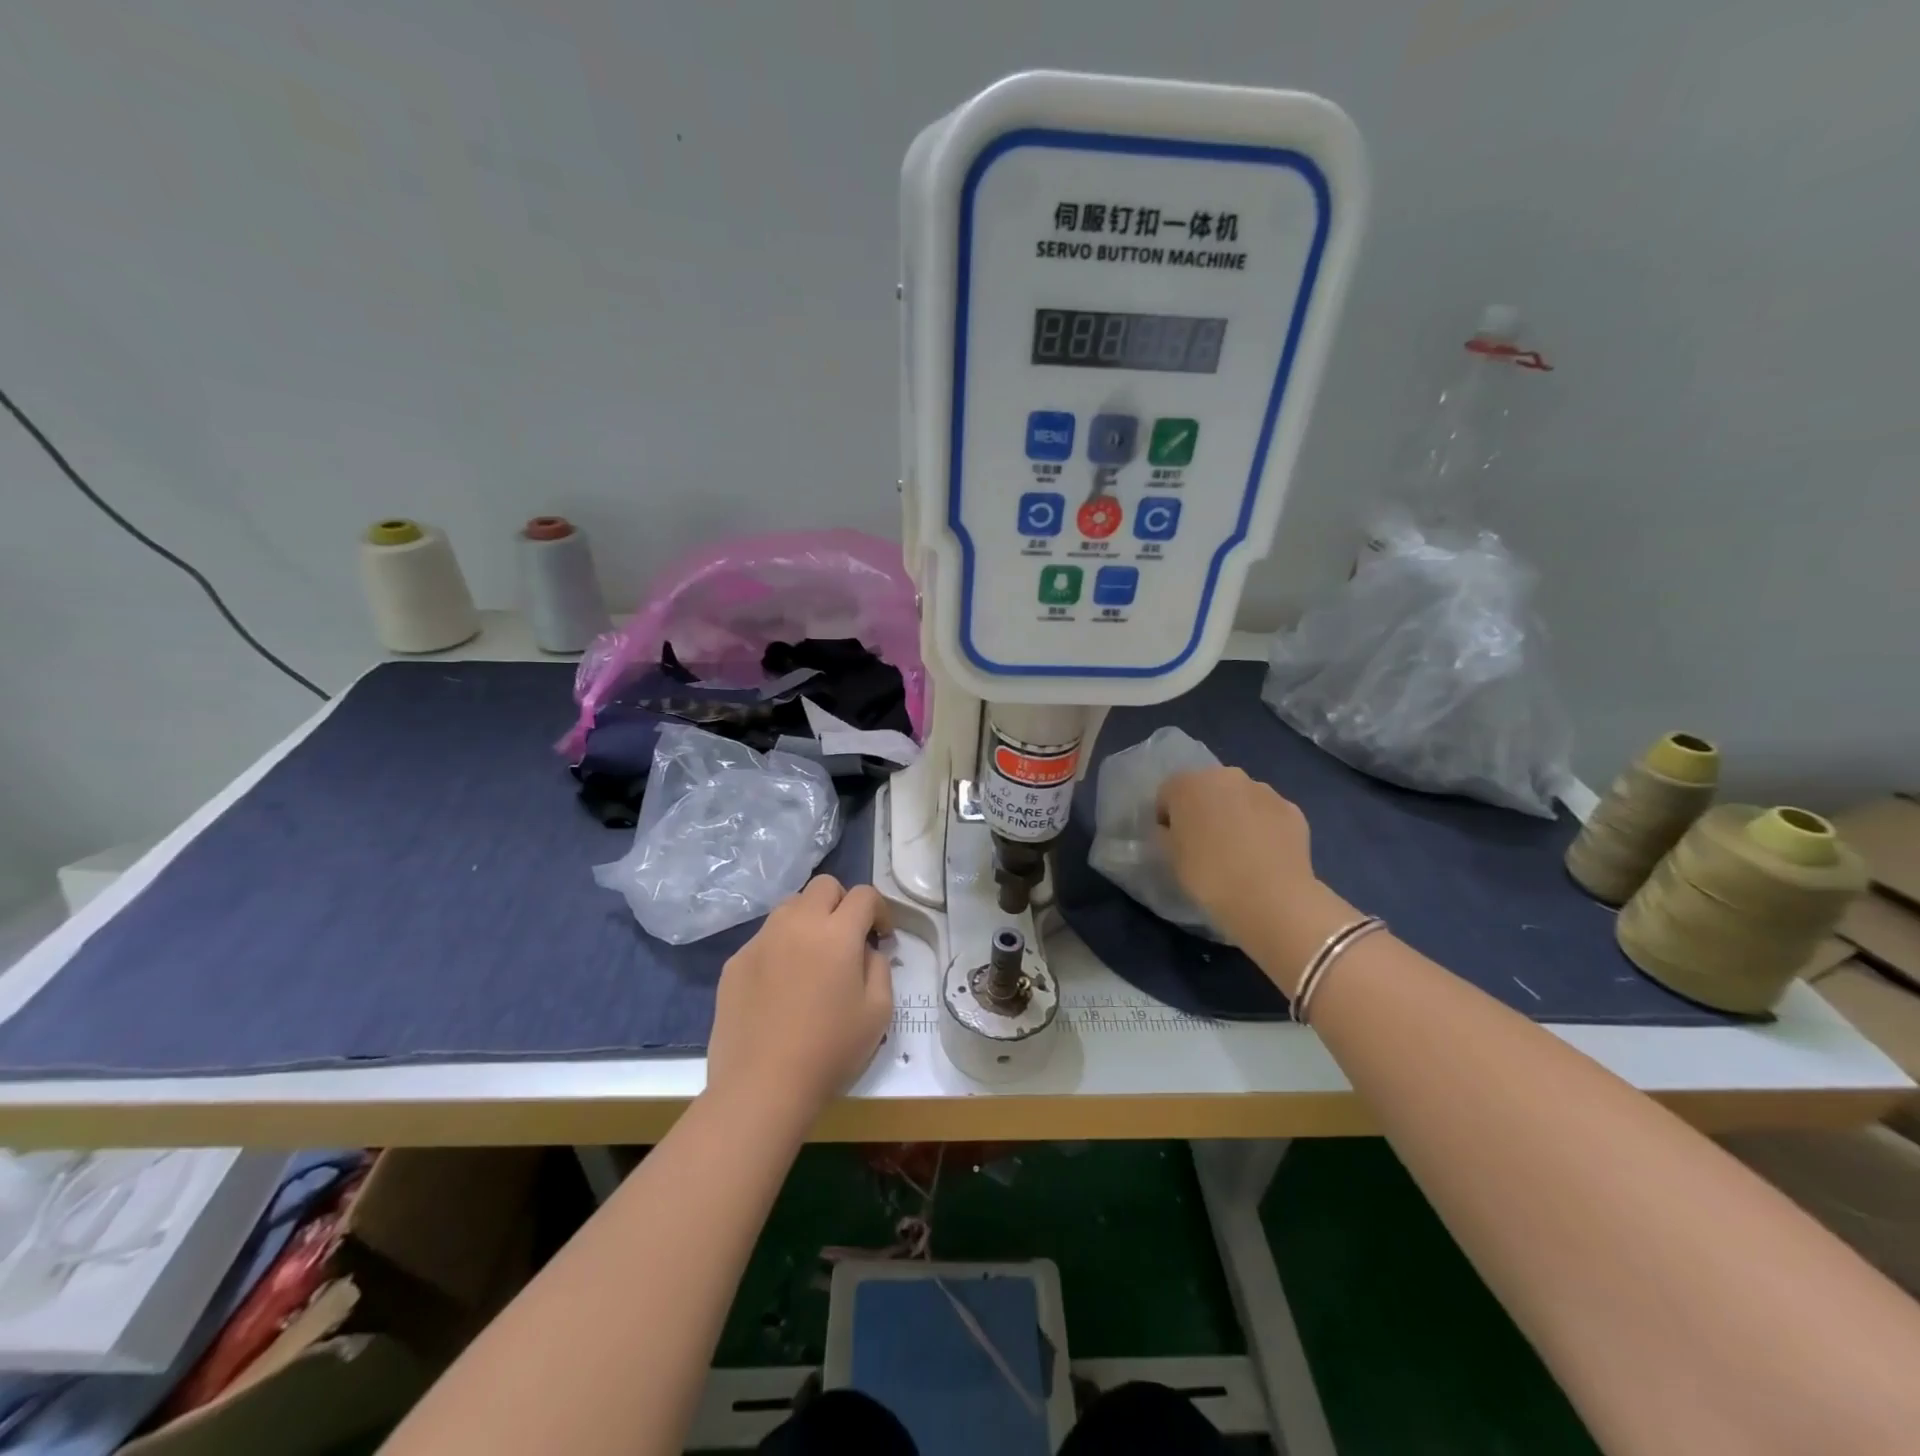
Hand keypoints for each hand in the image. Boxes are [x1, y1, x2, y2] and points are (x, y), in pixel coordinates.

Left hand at [704, 876, 893, 1127]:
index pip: (864, 894)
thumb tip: (866, 950)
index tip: (881, 936)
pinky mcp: (735, 961)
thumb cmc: (829, 1050)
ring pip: (790, 906)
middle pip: (824, 886)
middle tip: (847, 939)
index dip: (879, 910)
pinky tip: (782, 986)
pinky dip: (781, 947)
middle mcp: (797, 924)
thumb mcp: (878, 1012)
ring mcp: (761, 940)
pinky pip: (765, 938)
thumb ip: (879, 968)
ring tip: (813, 957)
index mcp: (837, 933)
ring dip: (809, 919)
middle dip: (842, 903)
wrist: (761, 1087)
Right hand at [1156, 768, 1353, 987]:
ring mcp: (1263, 790)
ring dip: (1235, 815)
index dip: (1168, 818)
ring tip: (1239, 852)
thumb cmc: (1208, 876)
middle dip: (1203, 809)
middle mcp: (1226, 777)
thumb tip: (1174, 830)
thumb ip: (1166, 834)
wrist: (1270, 899)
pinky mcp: (1292, 809)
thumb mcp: (1170, 857)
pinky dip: (1263, 827)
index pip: (1168, 794)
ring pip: (1240, 798)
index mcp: (1188, 784)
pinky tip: (1264, 856)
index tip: (1174, 843)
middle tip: (1205, 844)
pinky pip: (1267, 814)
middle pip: (1207, 788)